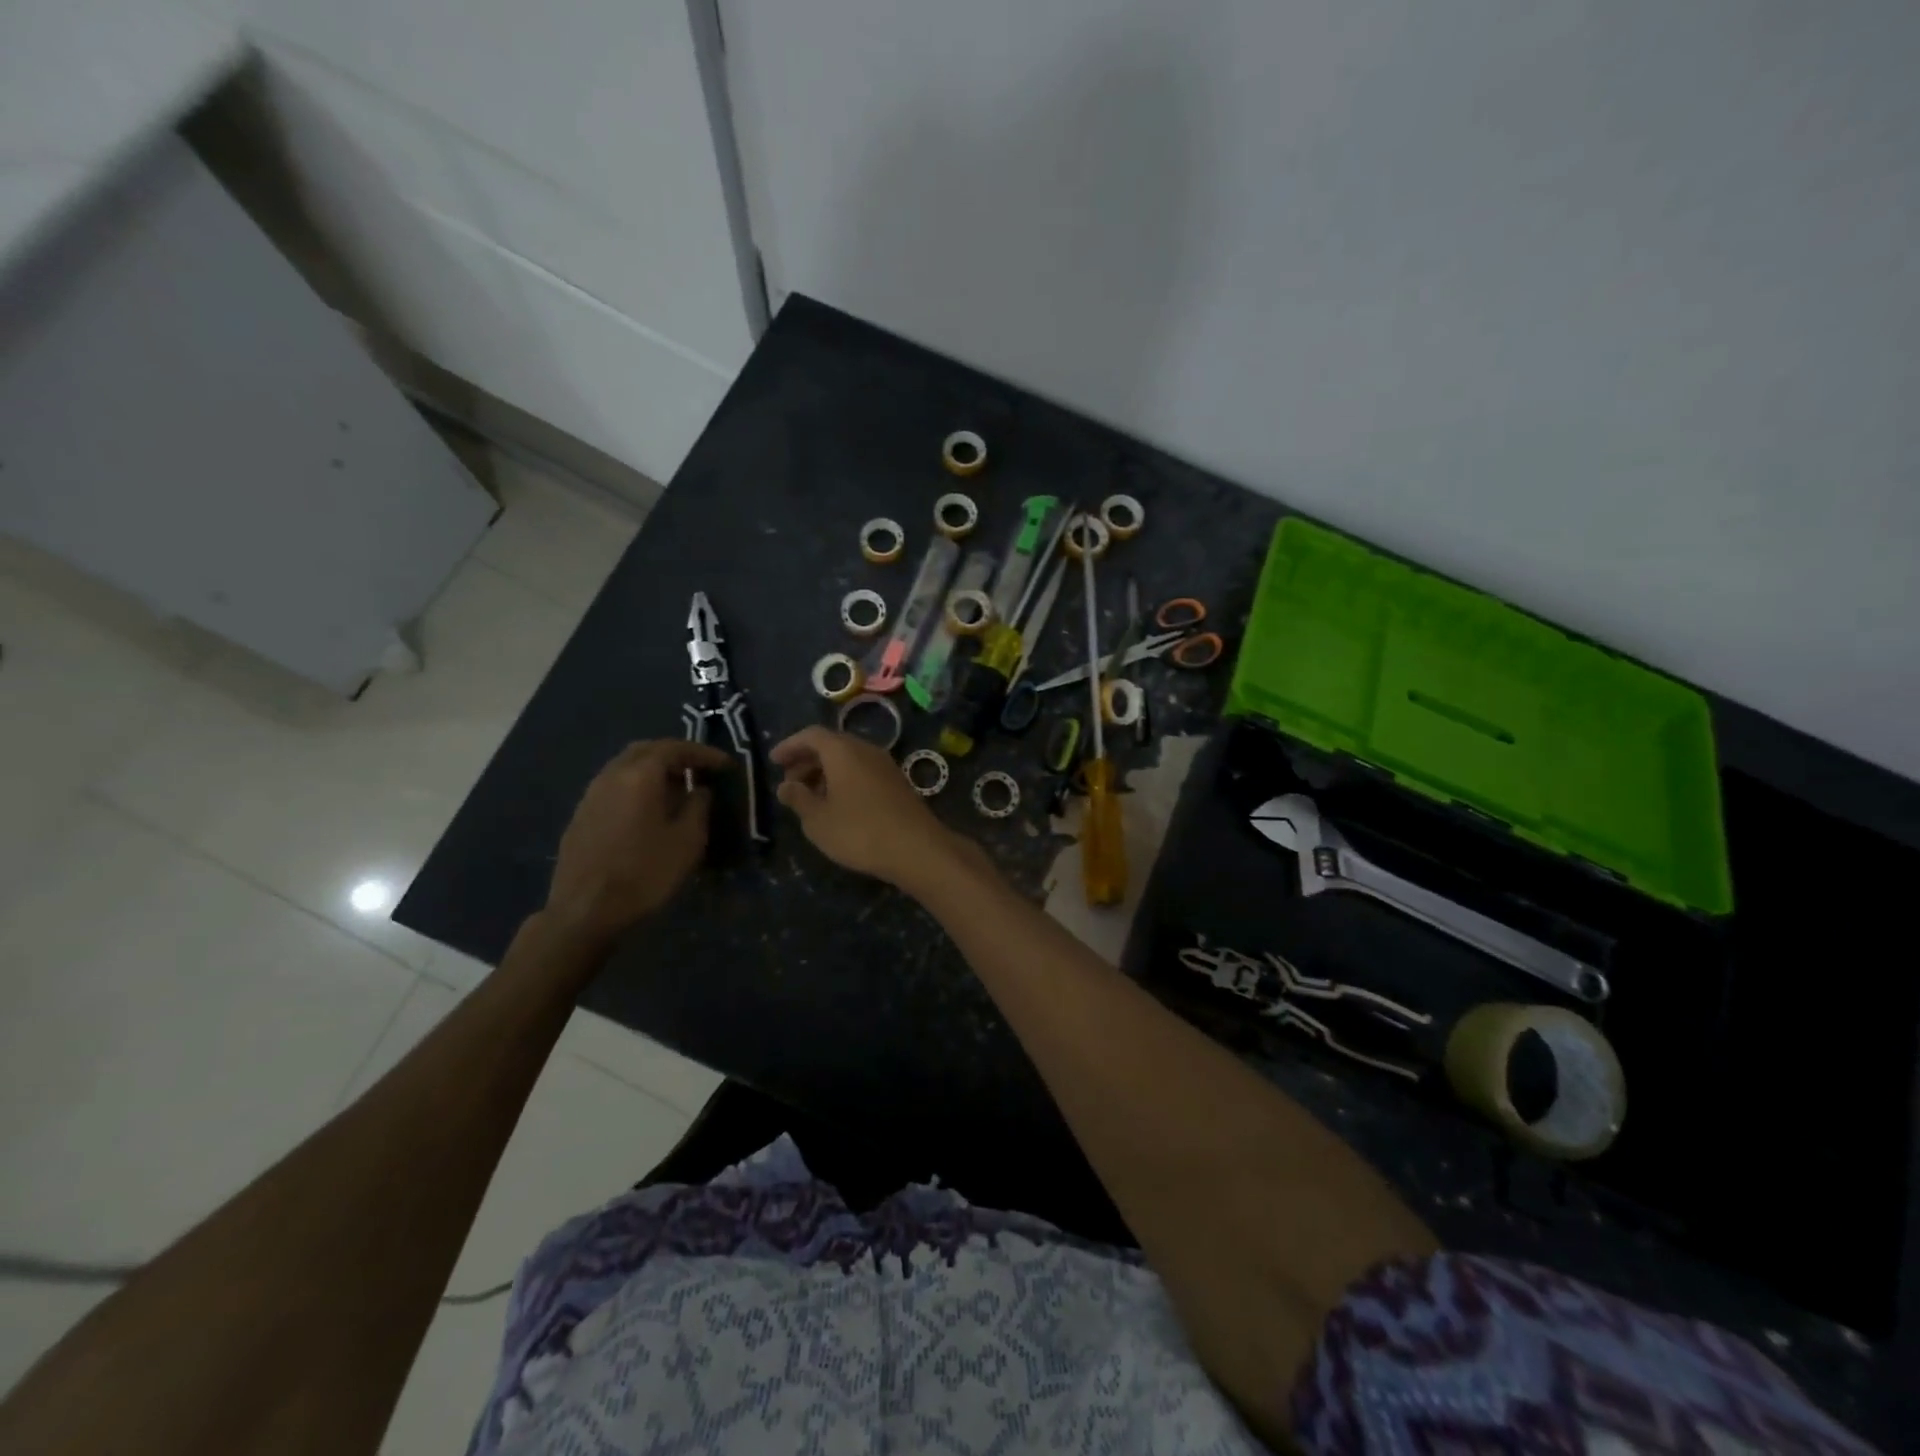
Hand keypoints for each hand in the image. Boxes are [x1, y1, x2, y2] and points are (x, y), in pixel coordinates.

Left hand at [544, 739, 731, 951]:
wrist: (585, 911)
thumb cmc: (645, 873)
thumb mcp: (688, 840)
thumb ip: (698, 806)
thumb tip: (699, 789)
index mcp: (640, 775)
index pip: (675, 748)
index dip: (704, 753)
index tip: (726, 764)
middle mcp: (612, 775)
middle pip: (646, 750)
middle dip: (675, 754)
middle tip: (699, 769)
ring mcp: (591, 795)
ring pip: (626, 767)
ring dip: (653, 770)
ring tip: (677, 788)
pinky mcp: (581, 815)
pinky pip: (614, 786)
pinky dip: (636, 786)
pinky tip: (648, 809)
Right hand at [771, 727, 962, 889]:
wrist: (917, 849)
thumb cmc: (859, 832)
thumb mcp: (818, 820)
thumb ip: (798, 798)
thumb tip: (786, 785)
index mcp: (843, 751)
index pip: (811, 735)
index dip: (790, 746)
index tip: (774, 761)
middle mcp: (866, 750)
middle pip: (832, 744)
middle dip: (807, 760)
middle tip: (790, 782)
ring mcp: (886, 765)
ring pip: (849, 759)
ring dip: (826, 772)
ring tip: (810, 797)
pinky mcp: (898, 783)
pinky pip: (863, 771)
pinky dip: (845, 780)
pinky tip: (838, 805)